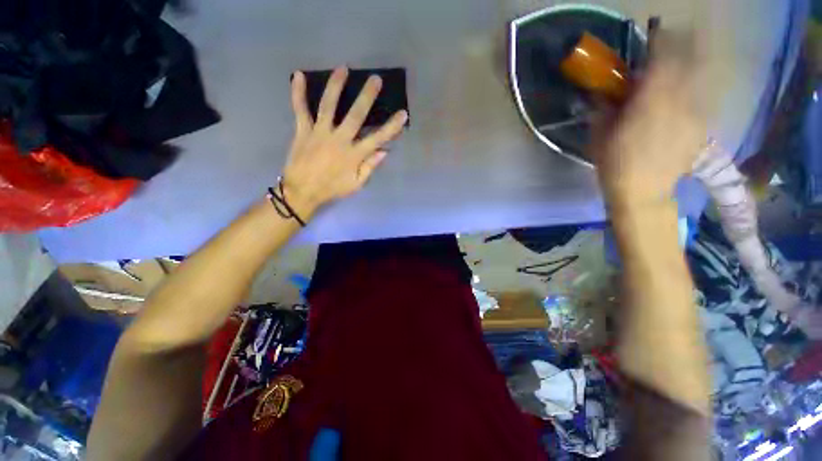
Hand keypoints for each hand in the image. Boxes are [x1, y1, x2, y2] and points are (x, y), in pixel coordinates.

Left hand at [281, 67, 408, 219]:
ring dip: (336, 86)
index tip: (403, 114)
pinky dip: (297, 92)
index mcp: (354, 155)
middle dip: (367, 97)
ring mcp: (320, 133)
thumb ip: (370, 167)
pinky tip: (298, 75)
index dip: (392, 126)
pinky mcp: (303, 131)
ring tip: (343, 69)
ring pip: (328, 106)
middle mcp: (339, 140)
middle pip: (356, 115)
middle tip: (375, 79)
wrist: (302, 191)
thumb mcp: (356, 184)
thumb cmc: (332, 189)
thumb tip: (384, 151)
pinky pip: (300, 109)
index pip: (377, 138)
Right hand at [590, 52, 707, 207]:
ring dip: (689, 67)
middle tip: (669, 47)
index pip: (664, 56)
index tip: (655, 32)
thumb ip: (604, 107)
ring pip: (700, 76)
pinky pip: (701, 96)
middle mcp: (681, 100)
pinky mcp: (702, 126)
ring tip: (671, 75)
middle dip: (682, 46)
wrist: (642, 192)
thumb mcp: (599, 134)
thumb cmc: (614, 163)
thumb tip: (606, 90)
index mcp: (652, 100)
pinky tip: (680, 100)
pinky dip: (692, 89)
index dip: (661, 39)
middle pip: (690, 59)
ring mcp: (696, 113)